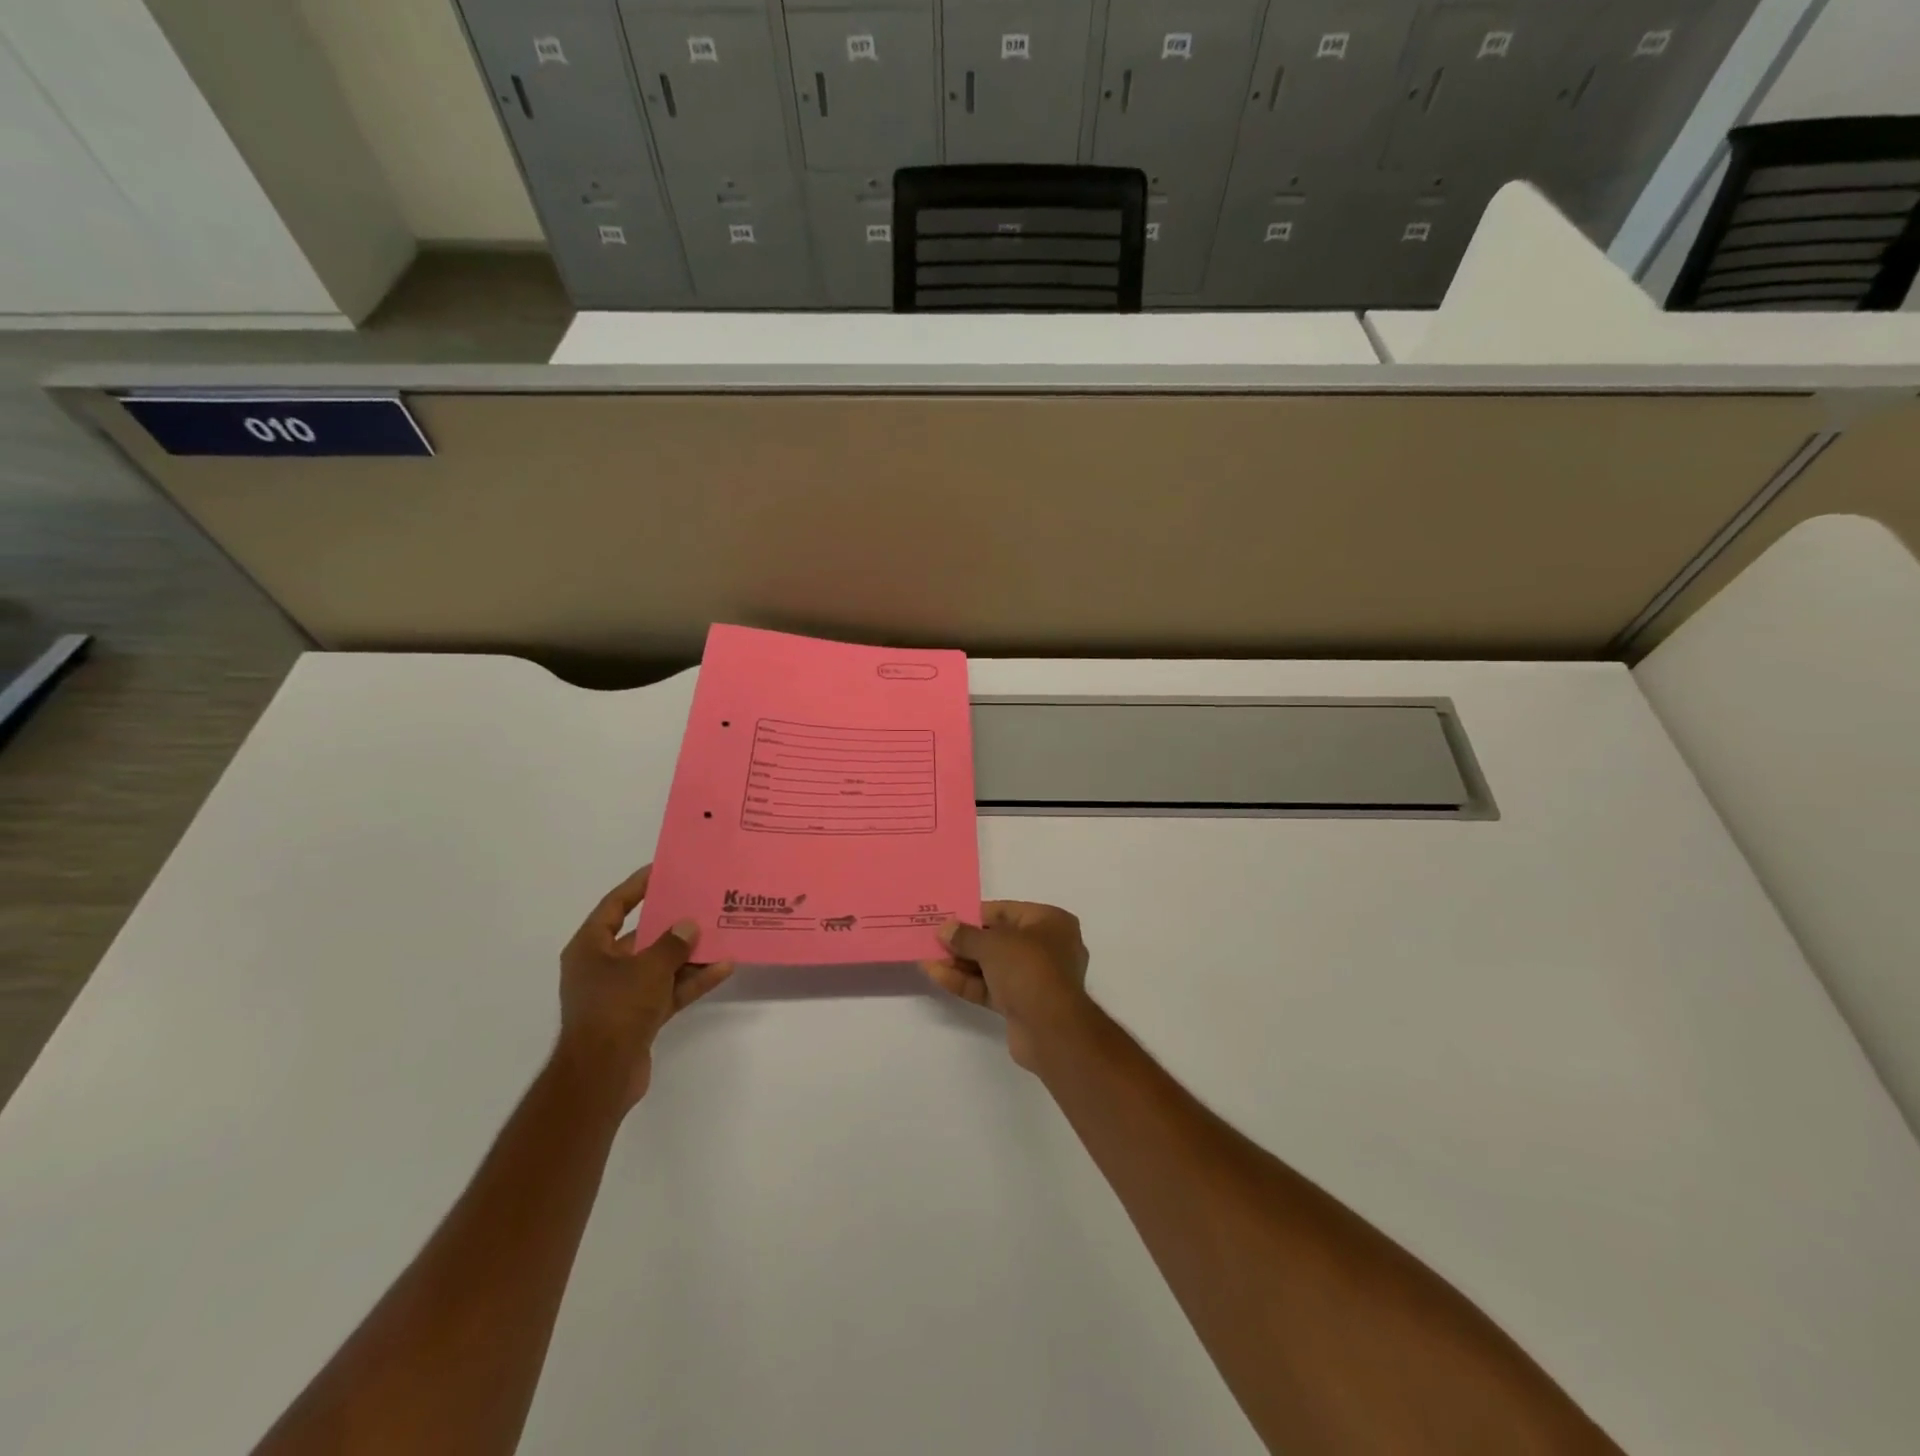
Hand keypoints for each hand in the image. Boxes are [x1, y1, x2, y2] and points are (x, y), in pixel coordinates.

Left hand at [557, 865, 732, 1108]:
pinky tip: (723, 968)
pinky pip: (668, 990)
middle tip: (701, 903)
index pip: (613, 907)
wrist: (601, 1075)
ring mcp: (621, 994)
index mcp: (590, 949)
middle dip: (672, 923)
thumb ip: (672, 943)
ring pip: (659, 965)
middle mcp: (601, 968)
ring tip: (721, 934)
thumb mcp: (648, 967)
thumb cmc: (616, 1008)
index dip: (636, 887)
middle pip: (641, 937)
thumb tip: (688, 925)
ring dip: (688, 954)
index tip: (662, 871)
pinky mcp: (638, 1017)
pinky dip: (692, 981)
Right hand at [920, 901, 1092, 1071]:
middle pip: (998, 940)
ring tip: (927, 957)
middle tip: (934, 939)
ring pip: (992, 966)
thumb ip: (966, 935)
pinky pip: (991, 987)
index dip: (975, 914)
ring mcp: (1035, 978)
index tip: (948, 918)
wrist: (1051, 1029)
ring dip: (961, 962)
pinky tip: (937, 975)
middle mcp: (1048, 947)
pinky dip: (966, 982)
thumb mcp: (993, 944)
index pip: (1007, 912)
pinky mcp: (1022, 1004)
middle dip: (965, 942)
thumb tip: (945, 929)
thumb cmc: (1028, 969)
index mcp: (1051, 923)